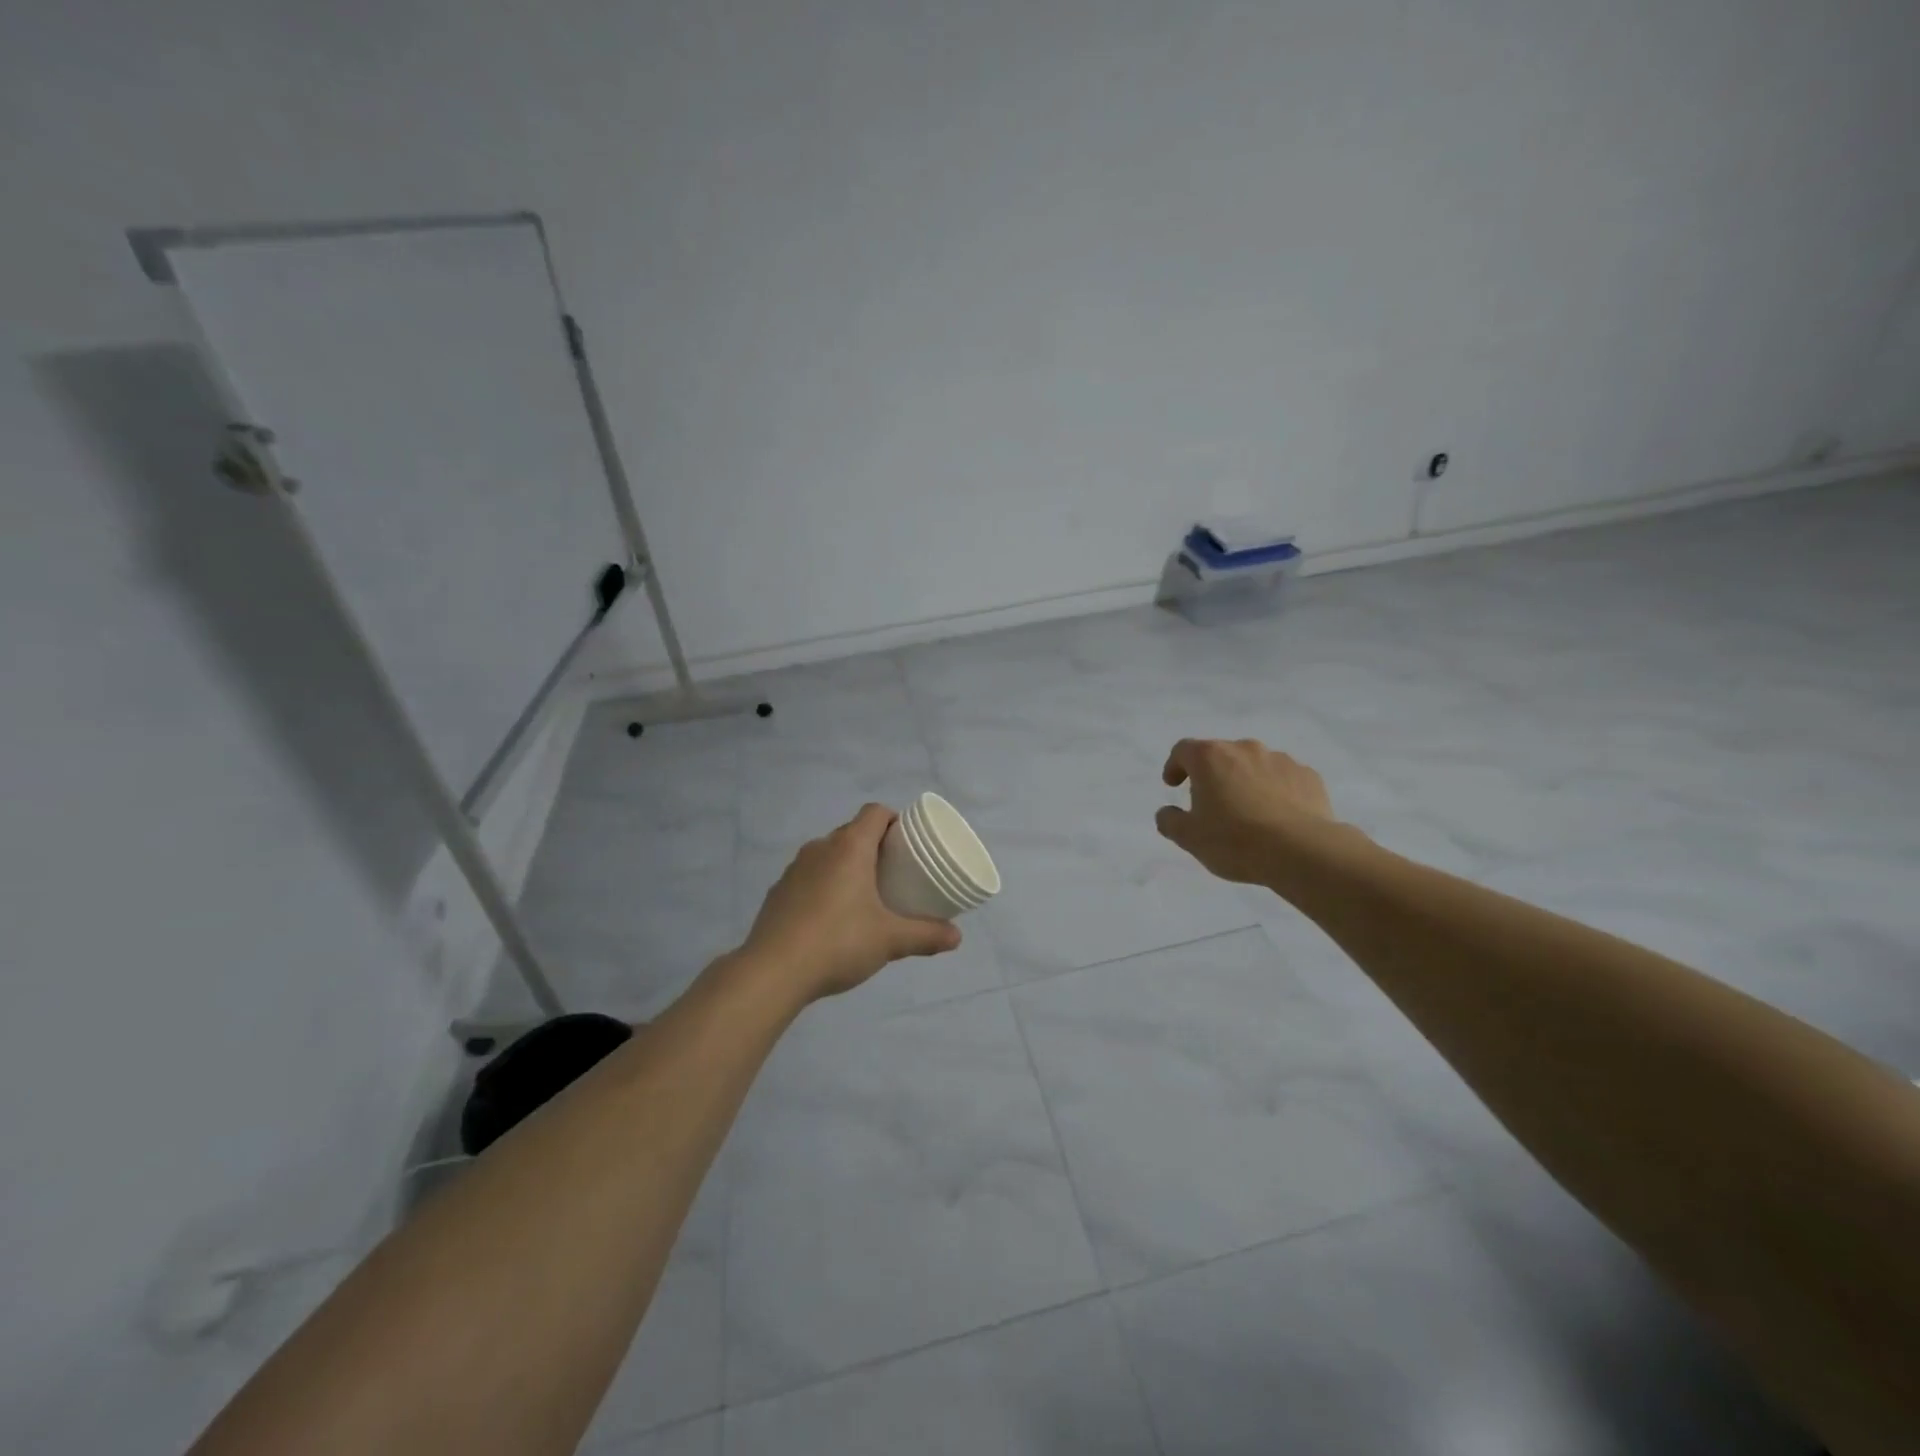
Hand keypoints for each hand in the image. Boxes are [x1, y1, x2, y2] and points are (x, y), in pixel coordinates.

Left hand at [740, 804, 961, 1002]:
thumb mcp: (890, 941)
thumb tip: (957, 937)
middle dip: (874, 847)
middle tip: (893, 874)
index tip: (908, 844)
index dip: (894, 821)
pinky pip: (808, 877)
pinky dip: (823, 887)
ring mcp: (794, 869)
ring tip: (863, 897)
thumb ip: (926, 935)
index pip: (875, 813)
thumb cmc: (839, 942)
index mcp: (850, 847)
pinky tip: (830, 919)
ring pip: (828, 855)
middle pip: (852, 832)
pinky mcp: (777, 892)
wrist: (773, 971)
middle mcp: (820, 848)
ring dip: (846, 867)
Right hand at [1155, 738, 1337, 885]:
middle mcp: (1245, 749)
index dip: (1175, 766)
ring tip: (1248, 811)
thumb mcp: (1189, 838)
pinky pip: (1284, 778)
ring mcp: (1280, 760)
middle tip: (1211, 803)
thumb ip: (1170, 821)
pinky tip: (1277, 816)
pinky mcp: (1308, 776)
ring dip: (1245, 781)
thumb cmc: (1235, 840)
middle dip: (1213, 774)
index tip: (1173, 785)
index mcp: (1210, 758)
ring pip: (1254, 765)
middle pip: (1221, 755)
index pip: (1183, 750)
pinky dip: (1276, 791)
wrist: (1302, 851)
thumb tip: (1166, 813)